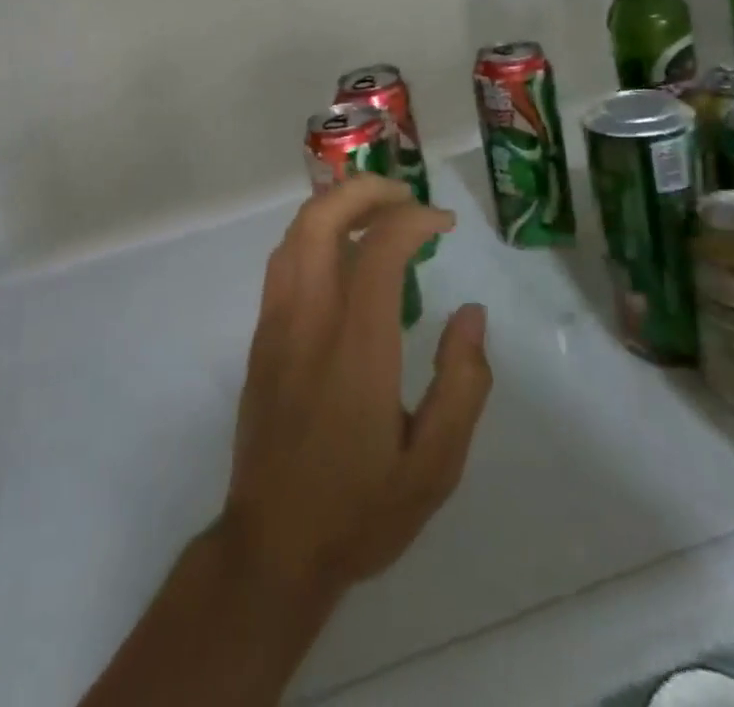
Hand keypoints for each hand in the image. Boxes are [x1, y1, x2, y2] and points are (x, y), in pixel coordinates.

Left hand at [223, 174, 492, 599]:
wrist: (274, 544)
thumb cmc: (360, 508)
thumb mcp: (435, 466)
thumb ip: (462, 384)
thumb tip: (473, 315)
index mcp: (357, 346)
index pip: (380, 248)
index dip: (413, 218)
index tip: (443, 222)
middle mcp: (309, 318)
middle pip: (322, 218)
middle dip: (365, 189)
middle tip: (405, 196)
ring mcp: (276, 322)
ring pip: (295, 232)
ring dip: (336, 206)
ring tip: (377, 214)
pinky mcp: (260, 335)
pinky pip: (283, 260)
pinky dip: (314, 234)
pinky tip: (341, 255)